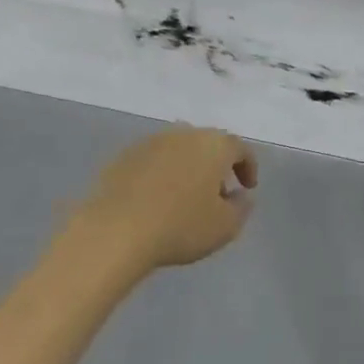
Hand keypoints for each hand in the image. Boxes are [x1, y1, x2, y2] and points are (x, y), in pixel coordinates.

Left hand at [65, 126, 257, 277]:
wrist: (115, 229)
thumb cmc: (179, 226)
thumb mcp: (224, 227)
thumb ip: (241, 208)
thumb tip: (241, 195)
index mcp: (213, 145)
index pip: (239, 147)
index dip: (248, 166)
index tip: (247, 188)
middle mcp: (183, 133)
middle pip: (207, 144)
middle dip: (216, 166)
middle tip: (217, 194)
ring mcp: (150, 141)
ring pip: (178, 149)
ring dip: (187, 168)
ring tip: (185, 198)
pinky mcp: (124, 155)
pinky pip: (153, 160)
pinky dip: (161, 174)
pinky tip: (156, 199)